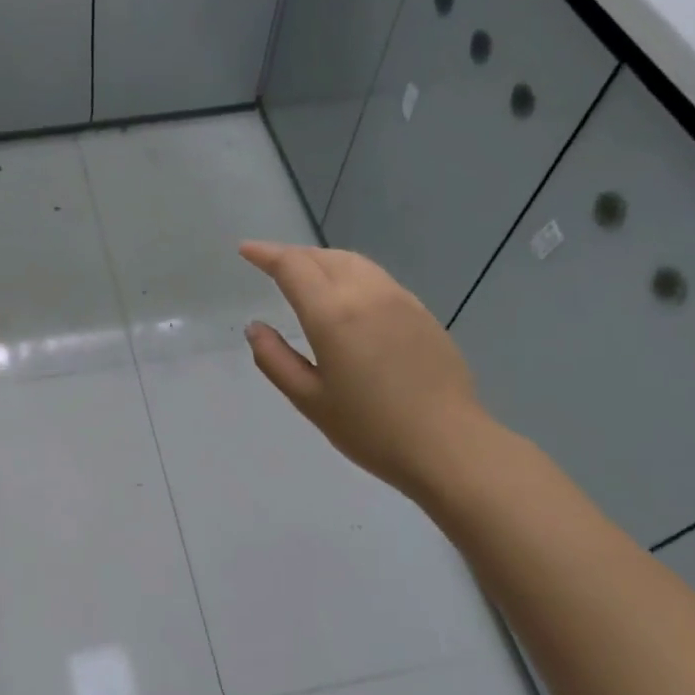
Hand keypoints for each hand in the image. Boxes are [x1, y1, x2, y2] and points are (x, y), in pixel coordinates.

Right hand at [239, 242, 490, 497]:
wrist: (448, 444)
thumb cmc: (369, 428)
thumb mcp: (309, 399)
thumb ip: (274, 359)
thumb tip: (254, 327)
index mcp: (332, 314)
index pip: (292, 267)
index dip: (265, 254)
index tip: (246, 249)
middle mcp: (366, 294)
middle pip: (324, 257)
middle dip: (293, 255)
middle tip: (271, 264)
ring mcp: (399, 300)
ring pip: (354, 262)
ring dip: (323, 260)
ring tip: (306, 274)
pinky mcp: (421, 313)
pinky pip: (377, 278)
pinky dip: (351, 274)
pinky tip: (348, 296)